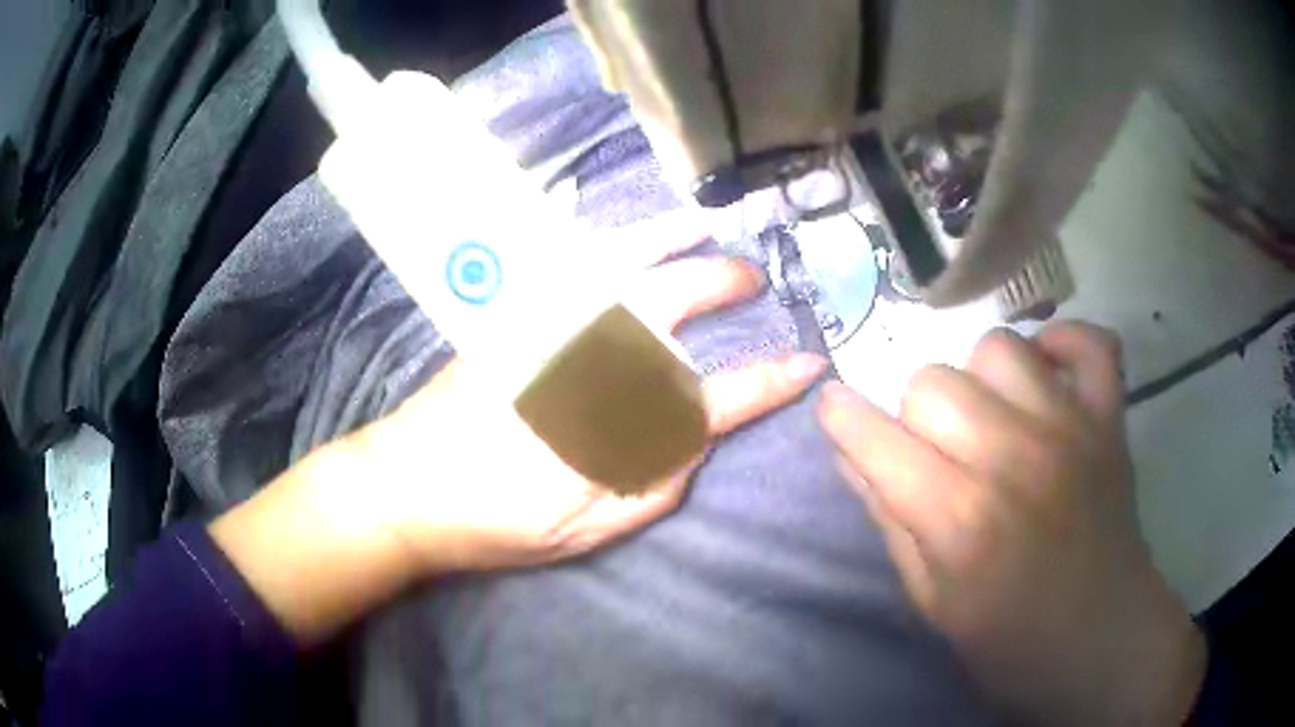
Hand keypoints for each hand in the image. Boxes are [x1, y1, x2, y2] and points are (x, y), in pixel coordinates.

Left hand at [358, 250, 825, 573]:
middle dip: (723, 283)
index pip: (719, 397)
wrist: (407, 486)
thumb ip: (656, 485)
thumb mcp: (589, 530)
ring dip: (672, 240)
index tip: (808, 364)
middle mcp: (593, 358)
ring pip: (624, 263)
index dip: (772, 380)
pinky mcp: (514, 314)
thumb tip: (695, 438)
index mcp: (620, 422)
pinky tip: (626, 232)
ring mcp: (550, 325)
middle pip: (676, 302)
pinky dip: (609, 239)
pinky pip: (570, 262)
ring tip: (703, 227)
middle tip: (751, 277)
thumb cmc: (497, 518)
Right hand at [818, 323, 1204, 725]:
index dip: (843, 419)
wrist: (1103, 642)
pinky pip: (1089, 343)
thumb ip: (892, 523)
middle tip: (937, 454)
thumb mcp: (933, 604)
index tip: (836, 411)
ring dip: (981, 382)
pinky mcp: (1109, 419)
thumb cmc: (1010, 642)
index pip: (877, 440)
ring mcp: (1070, 429)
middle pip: (933, 382)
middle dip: (917, 417)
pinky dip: (1064, 345)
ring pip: (998, 348)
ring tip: (992, 420)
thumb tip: (852, 454)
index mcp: (960, 520)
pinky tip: (1047, 373)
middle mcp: (1013, 459)